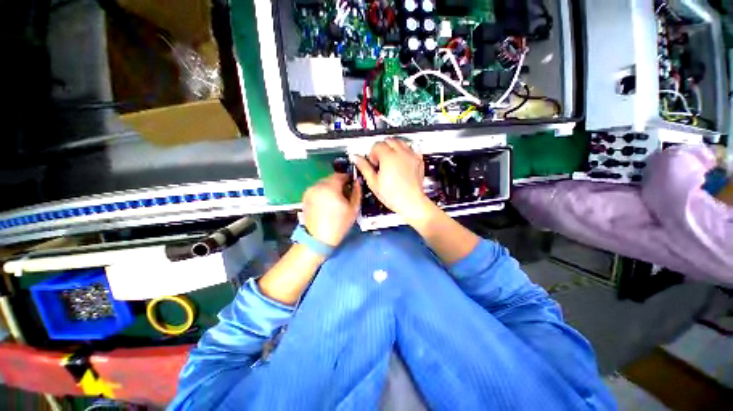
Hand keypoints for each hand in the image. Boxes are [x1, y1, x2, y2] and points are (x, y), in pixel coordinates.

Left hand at [302, 173, 360, 246]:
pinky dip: (323, 192)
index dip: (348, 178)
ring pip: (323, 183)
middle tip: (346, 193)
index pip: (340, 175)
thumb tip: (358, 181)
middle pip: (331, 178)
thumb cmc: (339, 224)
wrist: (319, 239)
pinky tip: (327, 203)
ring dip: (331, 187)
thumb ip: (357, 192)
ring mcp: (310, 191)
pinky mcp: (305, 197)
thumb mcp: (353, 208)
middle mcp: (318, 185)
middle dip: (339, 183)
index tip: (353, 183)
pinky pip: (317, 189)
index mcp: (330, 187)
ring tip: (336, 199)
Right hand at [351, 138, 428, 217]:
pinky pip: (412, 149)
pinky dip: (405, 151)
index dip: (372, 154)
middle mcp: (401, 153)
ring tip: (390, 160)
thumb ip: (364, 167)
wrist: (411, 202)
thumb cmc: (394, 195)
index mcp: (388, 157)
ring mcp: (411, 156)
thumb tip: (356, 158)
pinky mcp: (419, 161)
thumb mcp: (373, 182)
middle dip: (382, 148)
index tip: (373, 162)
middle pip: (389, 140)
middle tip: (380, 161)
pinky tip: (402, 161)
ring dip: (393, 147)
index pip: (377, 145)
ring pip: (401, 142)